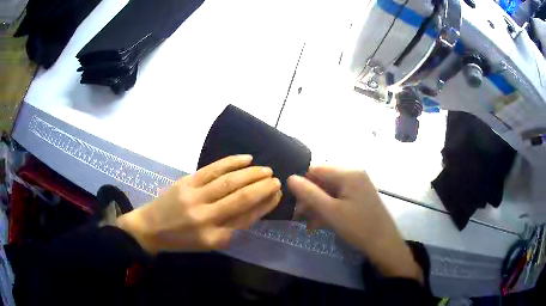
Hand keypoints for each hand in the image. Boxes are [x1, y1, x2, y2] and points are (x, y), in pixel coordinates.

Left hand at [115, 155, 281, 253]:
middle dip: (263, 187)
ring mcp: (195, 196)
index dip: (265, 204)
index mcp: (214, 237)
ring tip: (266, 169)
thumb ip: (231, 227)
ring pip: (230, 181)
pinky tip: (246, 158)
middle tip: (277, 179)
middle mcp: (206, 217)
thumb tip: (256, 207)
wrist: (150, 228)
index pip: (247, 218)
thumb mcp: (209, 243)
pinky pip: (213, 169)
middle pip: (242, 198)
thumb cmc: (181, 240)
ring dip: (252, 173)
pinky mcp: (186, 182)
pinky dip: (231, 162)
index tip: (277, 195)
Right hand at [287, 166, 422, 283]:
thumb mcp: (330, 211)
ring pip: (329, 190)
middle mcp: (354, 174)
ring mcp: (358, 185)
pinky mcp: (359, 196)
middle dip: (310, 198)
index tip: (295, 202)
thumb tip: (290, 178)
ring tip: (310, 223)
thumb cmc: (358, 226)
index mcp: (348, 173)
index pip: (316, 169)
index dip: (303, 184)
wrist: (383, 243)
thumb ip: (309, 194)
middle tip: (300, 216)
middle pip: (323, 180)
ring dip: (317, 205)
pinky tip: (320, 223)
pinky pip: (338, 197)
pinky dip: (328, 208)